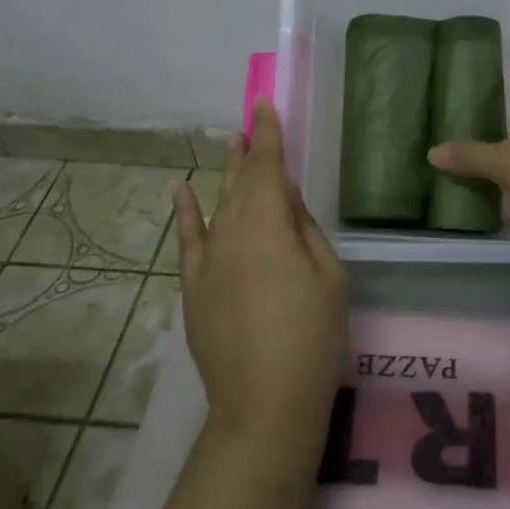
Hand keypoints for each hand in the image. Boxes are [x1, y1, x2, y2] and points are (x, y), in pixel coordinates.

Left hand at [172, 100, 347, 455]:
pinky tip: (181, 190)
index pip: (268, 167)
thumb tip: (284, 196)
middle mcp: (231, 231)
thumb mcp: (328, 275)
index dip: (269, 135)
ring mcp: (207, 260)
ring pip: (217, 205)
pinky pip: (187, 240)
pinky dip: (185, 213)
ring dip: (225, 174)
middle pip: (241, 182)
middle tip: (250, 123)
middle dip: (247, 151)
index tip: (265, 105)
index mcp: (269, 224)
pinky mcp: (193, 288)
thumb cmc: (312, 337)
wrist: (264, 403)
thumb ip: (304, 228)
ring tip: (231, 145)